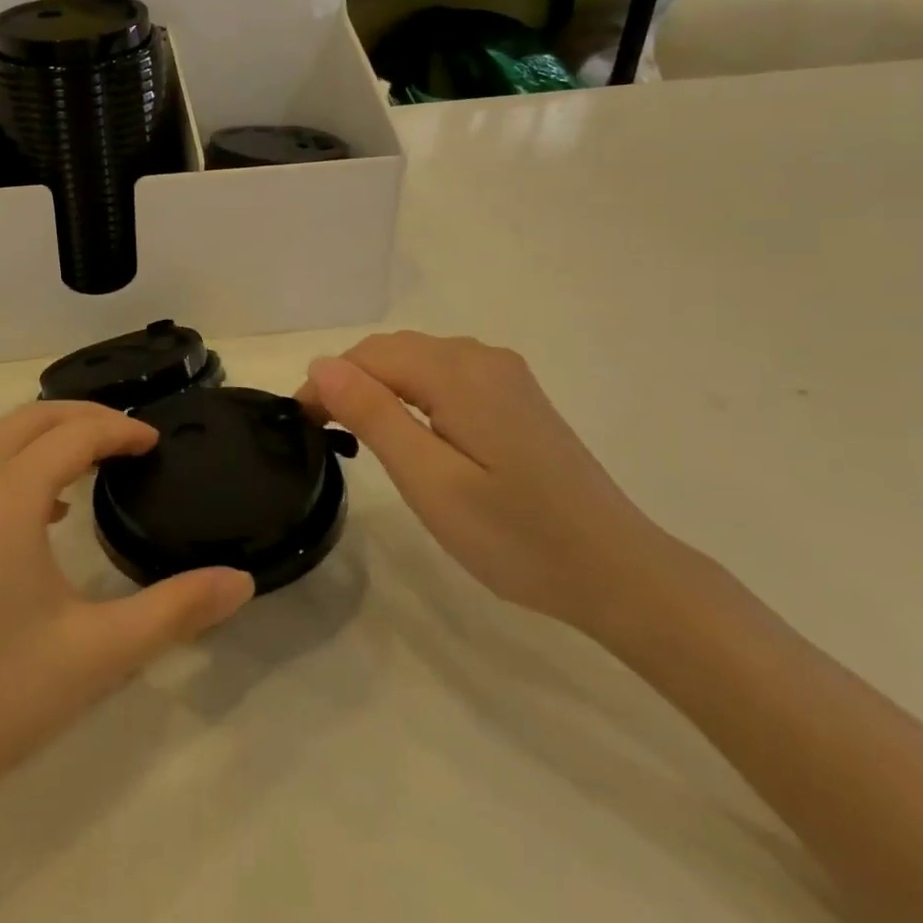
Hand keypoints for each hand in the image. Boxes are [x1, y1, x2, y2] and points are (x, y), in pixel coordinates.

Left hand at [0, 400, 253, 820]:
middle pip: (32, 418)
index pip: (75, 434)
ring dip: (48, 436)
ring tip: (94, 463)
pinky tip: (43, 512)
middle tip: (130, 439)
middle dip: (85, 416)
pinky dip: (17, 464)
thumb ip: (175, 611)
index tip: (156, 443)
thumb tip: (241, 581)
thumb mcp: (97, 654)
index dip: (121, 430)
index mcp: (7, 496)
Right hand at [298, 332, 675, 635]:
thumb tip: (321, 365)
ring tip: (359, 434)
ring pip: (419, 360)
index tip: (303, 428)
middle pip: (393, 350)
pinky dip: (413, 392)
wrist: (618, 571)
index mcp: (458, 372)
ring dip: (380, 386)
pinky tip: (413, 431)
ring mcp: (505, 375)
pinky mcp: (517, 396)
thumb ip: (375, 415)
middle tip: (325, 435)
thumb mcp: (430, 482)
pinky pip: (447, 375)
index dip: (326, 384)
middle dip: (350, 381)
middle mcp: (482, 358)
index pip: (368, 356)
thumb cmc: (516, 536)